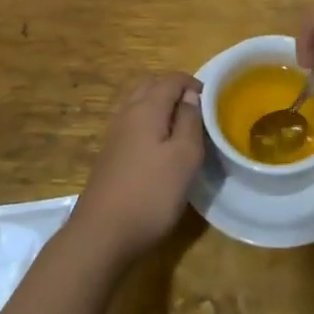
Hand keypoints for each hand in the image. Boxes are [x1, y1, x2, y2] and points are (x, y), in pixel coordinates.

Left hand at [68, 74, 204, 265]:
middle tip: (196, 111)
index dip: (192, 83)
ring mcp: (114, 135)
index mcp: (146, 108)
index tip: (212, 101)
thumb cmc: (151, 193)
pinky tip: (158, 149)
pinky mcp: (109, 155)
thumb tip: (191, 96)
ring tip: (180, 129)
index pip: (171, 79)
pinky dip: (148, 124)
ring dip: (159, 107)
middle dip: (173, 90)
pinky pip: (131, 125)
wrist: (101, 234)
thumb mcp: (185, 157)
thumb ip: (190, 121)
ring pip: (138, 105)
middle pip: (150, 86)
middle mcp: (126, 114)